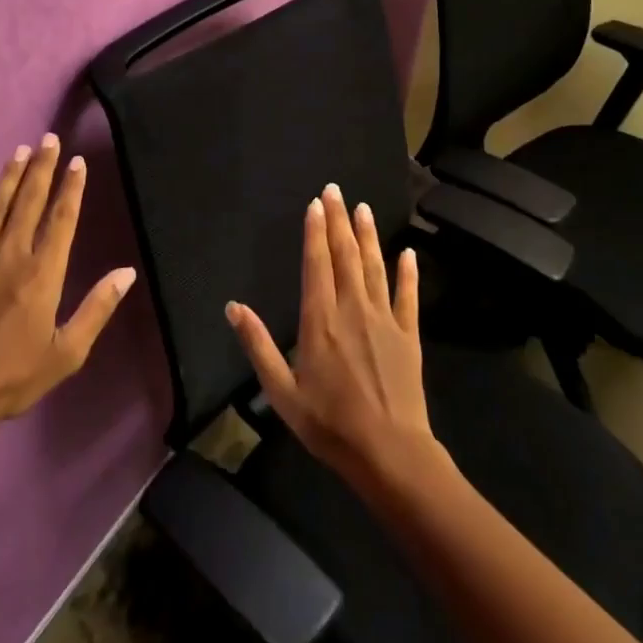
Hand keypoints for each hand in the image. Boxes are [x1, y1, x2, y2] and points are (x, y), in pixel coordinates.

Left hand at [0, 134, 136, 437]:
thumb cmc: (13, 376)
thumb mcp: (67, 352)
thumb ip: (97, 308)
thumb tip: (127, 273)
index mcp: (43, 273)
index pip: (62, 218)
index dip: (71, 188)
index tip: (77, 162)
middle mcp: (11, 254)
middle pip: (29, 201)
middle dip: (42, 168)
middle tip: (48, 139)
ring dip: (10, 176)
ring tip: (20, 151)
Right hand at [224, 184, 440, 495]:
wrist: (389, 452)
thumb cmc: (329, 424)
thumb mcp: (281, 391)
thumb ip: (258, 345)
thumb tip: (233, 307)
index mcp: (319, 320)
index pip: (316, 264)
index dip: (315, 231)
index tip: (315, 203)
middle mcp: (352, 309)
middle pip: (345, 255)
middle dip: (339, 220)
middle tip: (336, 189)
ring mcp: (385, 320)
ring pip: (375, 267)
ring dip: (368, 235)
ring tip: (364, 208)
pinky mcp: (409, 336)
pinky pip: (408, 296)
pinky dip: (408, 273)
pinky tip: (408, 253)